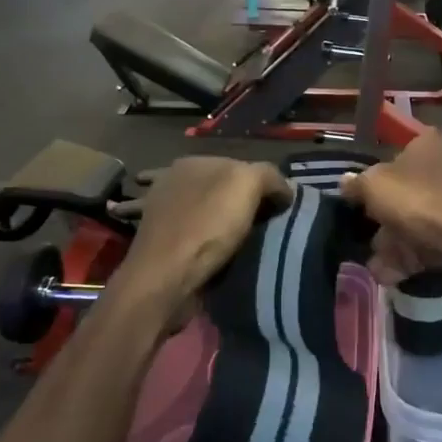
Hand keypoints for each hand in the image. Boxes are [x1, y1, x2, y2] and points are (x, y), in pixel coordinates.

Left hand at [107, 157, 292, 311]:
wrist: (165, 278)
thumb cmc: (207, 226)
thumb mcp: (247, 184)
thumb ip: (269, 177)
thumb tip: (283, 190)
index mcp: (192, 162)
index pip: (240, 166)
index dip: (262, 185)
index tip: (278, 210)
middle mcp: (172, 181)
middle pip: (218, 189)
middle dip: (235, 203)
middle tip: (262, 227)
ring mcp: (160, 212)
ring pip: (202, 212)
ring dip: (216, 222)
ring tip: (241, 243)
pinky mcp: (158, 243)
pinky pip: (190, 237)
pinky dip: (202, 243)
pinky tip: (215, 253)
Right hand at [340, 130, 441, 291]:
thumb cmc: (421, 202)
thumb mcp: (376, 187)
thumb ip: (357, 184)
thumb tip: (346, 182)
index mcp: (426, 144)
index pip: (392, 155)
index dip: (372, 178)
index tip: (357, 201)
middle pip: (403, 191)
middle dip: (381, 217)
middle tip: (362, 236)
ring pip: (415, 220)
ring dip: (392, 242)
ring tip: (374, 263)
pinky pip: (429, 241)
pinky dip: (410, 257)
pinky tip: (388, 275)